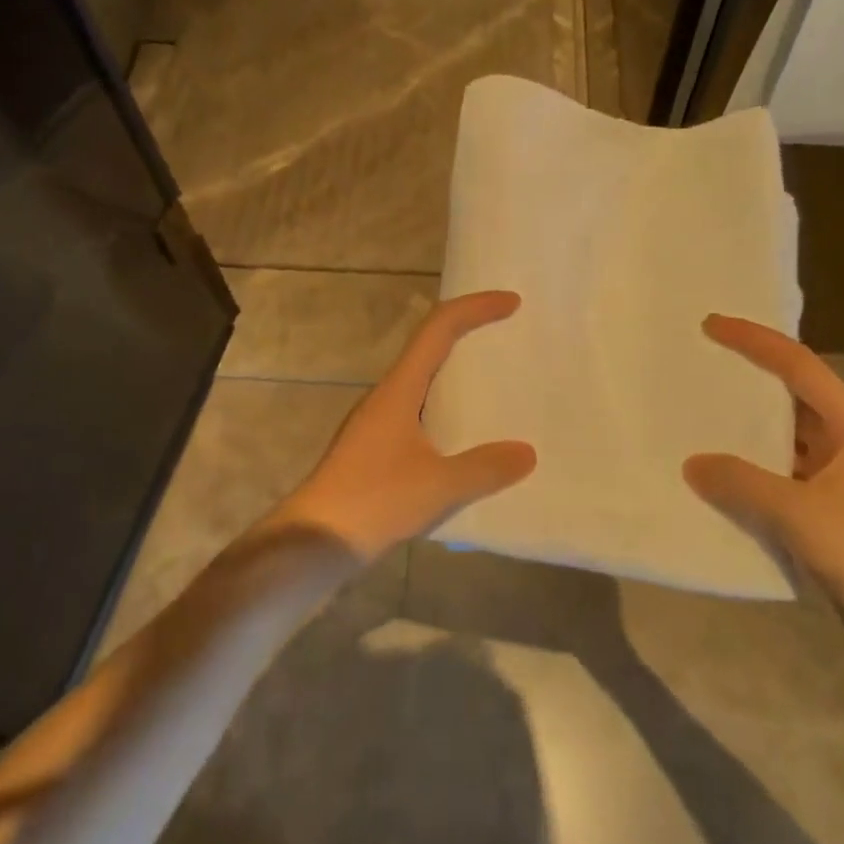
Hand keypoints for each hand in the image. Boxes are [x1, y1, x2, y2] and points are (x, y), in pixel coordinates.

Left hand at [267, 291, 536, 560]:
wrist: (316, 539)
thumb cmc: (374, 501)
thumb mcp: (439, 486)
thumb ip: (485, 468)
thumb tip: (527, 452)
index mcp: (400, 388)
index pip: (439, 328)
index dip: (475, 308)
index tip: (512, 303)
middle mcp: (387, 394)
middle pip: (430, 345)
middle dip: (469, 333)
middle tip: (508, 336)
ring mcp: (378, 421)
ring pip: (423, 379)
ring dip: (456, 371)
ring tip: (495, 383)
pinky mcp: (375, 447)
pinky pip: (419, 409)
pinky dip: (446, 405)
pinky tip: (465, 435)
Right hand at [683, 315, 843, 635]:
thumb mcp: (798, 514)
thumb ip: (741, 483)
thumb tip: (693, 464)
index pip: (799, 366)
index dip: (755, 340)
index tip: (712, 325)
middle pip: (794, 392)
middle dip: (750, 374)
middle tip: (703, 361)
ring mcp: (842, 475)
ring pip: (788, 432)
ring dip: (750, 421)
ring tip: (702, 410)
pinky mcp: (832, 505)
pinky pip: (784, 468)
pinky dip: (754, 463)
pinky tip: (722, 470)